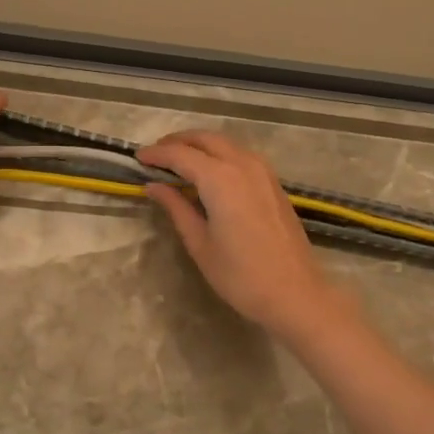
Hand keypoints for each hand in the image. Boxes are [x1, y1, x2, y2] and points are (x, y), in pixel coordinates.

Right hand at [138, 130, 356, 341]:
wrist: (295, 293)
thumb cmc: (241, 275)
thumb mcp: (200, 244)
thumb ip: (177, 208)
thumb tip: (154, 186)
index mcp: (220, 179)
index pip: (181, 155)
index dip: (157, 154)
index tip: (137, 158)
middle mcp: (243, 165)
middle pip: (206, 139)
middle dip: (178, 142)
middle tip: (156, 154)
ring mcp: (263, 172)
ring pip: (226, 143)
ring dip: (201, 145)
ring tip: (179, 161)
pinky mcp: (273, 183)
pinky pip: (241, 155)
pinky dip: (220, 154)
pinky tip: (209, 173)